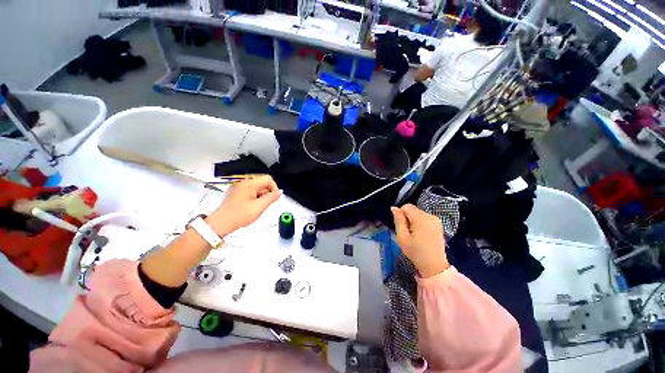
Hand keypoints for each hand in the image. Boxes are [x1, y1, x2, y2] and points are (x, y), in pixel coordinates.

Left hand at [206, 175, 280, 235]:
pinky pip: (251, 192)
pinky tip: (252, 208)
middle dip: (267, 193)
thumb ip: (271, 198)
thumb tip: (278, 192)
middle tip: (265, 205)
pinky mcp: (237, 194)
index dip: (274, 187)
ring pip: (257, 188)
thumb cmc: (240, 215)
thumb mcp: (259, 207)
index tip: (274, 198)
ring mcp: (240, 188)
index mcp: (250, 184)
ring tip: (258, 208)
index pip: (268, 179)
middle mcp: (244, 183)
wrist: (221, 223)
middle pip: (263, 183)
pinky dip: (255, 198)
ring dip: (261, 197)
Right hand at [391, 204, 449, 277]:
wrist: (434, 266)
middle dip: (407, 218)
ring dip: (413, 221)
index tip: (402, 227)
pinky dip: (420, 223)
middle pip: (413, 209)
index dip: (401, 215)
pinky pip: (424, 218)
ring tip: (415, 235)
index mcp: (421, 218)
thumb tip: (394, 208)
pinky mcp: (438, 224)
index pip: (406, 206)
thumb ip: (398, 220)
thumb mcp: (402, 237)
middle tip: (408, 233)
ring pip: (418, 213)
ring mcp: (436, 220)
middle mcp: (430, 216)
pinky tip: (421, 235)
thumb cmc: (416, 252)